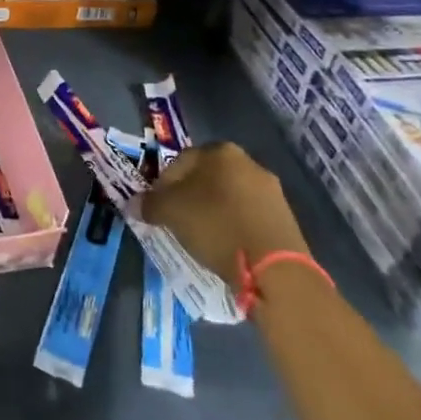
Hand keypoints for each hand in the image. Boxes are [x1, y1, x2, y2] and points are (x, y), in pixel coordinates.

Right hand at [134, 143, 308, 281]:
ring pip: (229, 197)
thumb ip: (149, 204)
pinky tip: (227, 247)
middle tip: (178, 222)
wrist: (275, 268)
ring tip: (203, 238)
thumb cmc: (216, 226)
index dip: (163, 186)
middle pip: (206, 178)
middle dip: (190, 197)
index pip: (179, 162)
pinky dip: (234, 227)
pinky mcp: (285, 218)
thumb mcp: (171, 213)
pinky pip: (248, 217)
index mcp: (220, 151)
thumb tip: (135, 204)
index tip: (158, 209)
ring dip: (214, 212)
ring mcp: (271, 190)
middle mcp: (247, 162)